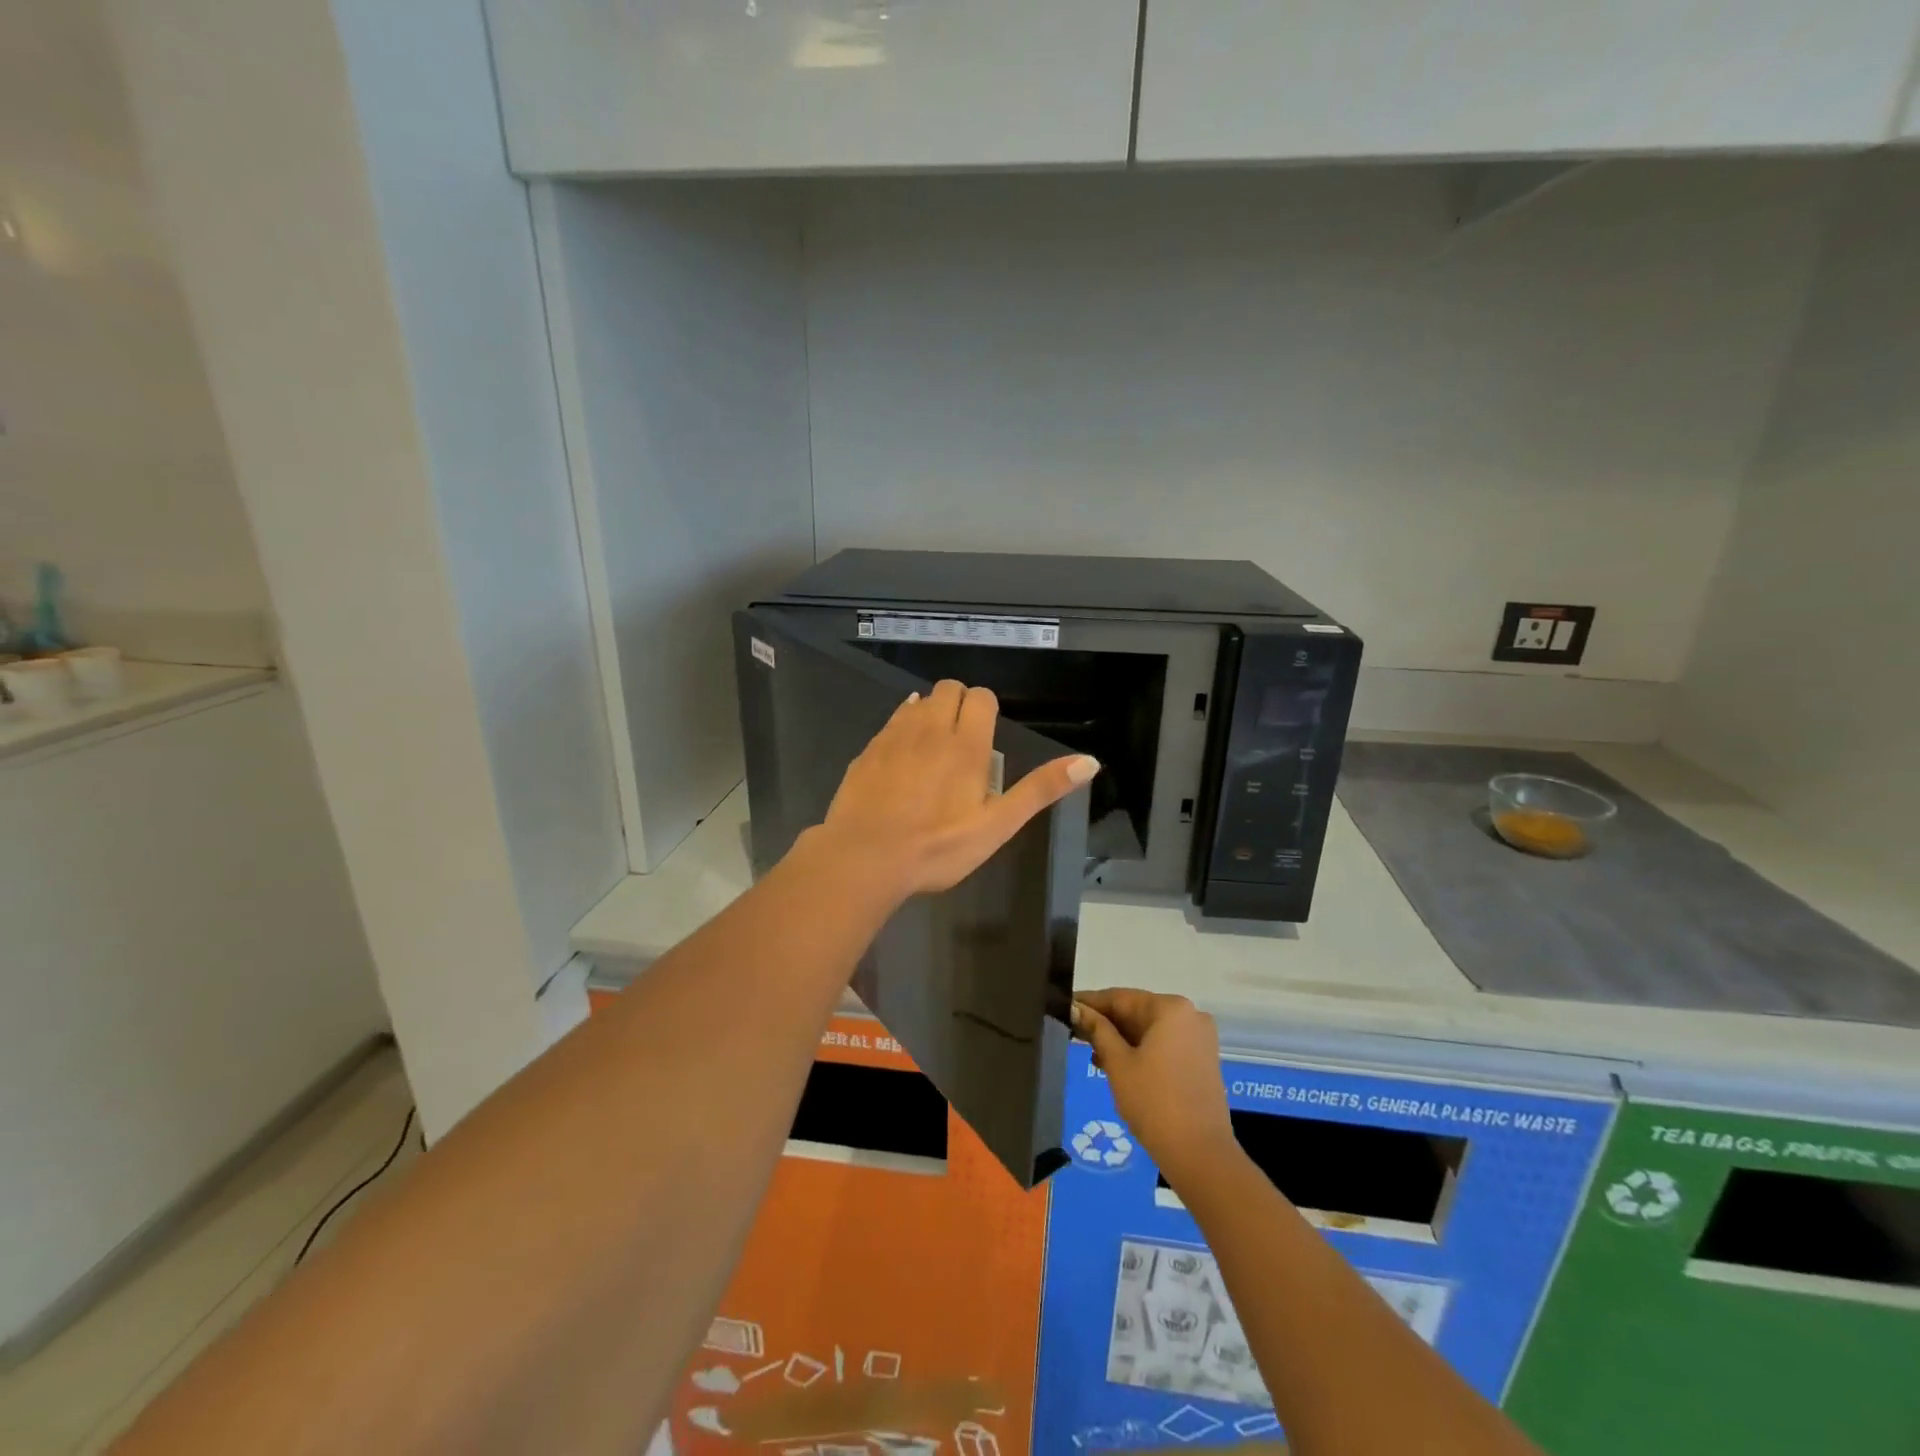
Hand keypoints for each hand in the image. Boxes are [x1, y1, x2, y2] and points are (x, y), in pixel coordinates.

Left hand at [809, 679, 1098, 902]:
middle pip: (949, 689)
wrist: (863, 858)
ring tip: (933, 751)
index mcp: (966, 745)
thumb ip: (1040, 790)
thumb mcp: (997, 826)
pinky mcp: (867, 750)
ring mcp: (894, 736)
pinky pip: (891, 722)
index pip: (981, 697)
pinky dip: (902, 728)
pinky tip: (902, 759)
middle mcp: (930, 728)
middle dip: (960, 705)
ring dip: (930, 714)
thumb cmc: (937, 847)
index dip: (987, 711)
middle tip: (963, 745)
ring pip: (918, 702)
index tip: (985, 741)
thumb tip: (1089, 761)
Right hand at [1071, 989, 1238, 1188]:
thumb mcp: (1118, 1063)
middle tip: (1073, 1032)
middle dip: (1106, 1023)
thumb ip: (1097, 1030)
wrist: (1200, 1155)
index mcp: (1171, 1008)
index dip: (1090, 1003)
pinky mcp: (1202, 1060)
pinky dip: (1141, 1051)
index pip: (1121, 998)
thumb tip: (1076, 1009)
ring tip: (1091, 1053)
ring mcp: (1199, 1038)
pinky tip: (1116, 1064)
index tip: (1065, 1007)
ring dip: (1121, 1039)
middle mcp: (1190, 1015)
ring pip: (1150, 1030)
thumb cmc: (1154, 1102)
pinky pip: (1164, 1045)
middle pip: (1137, 1012)